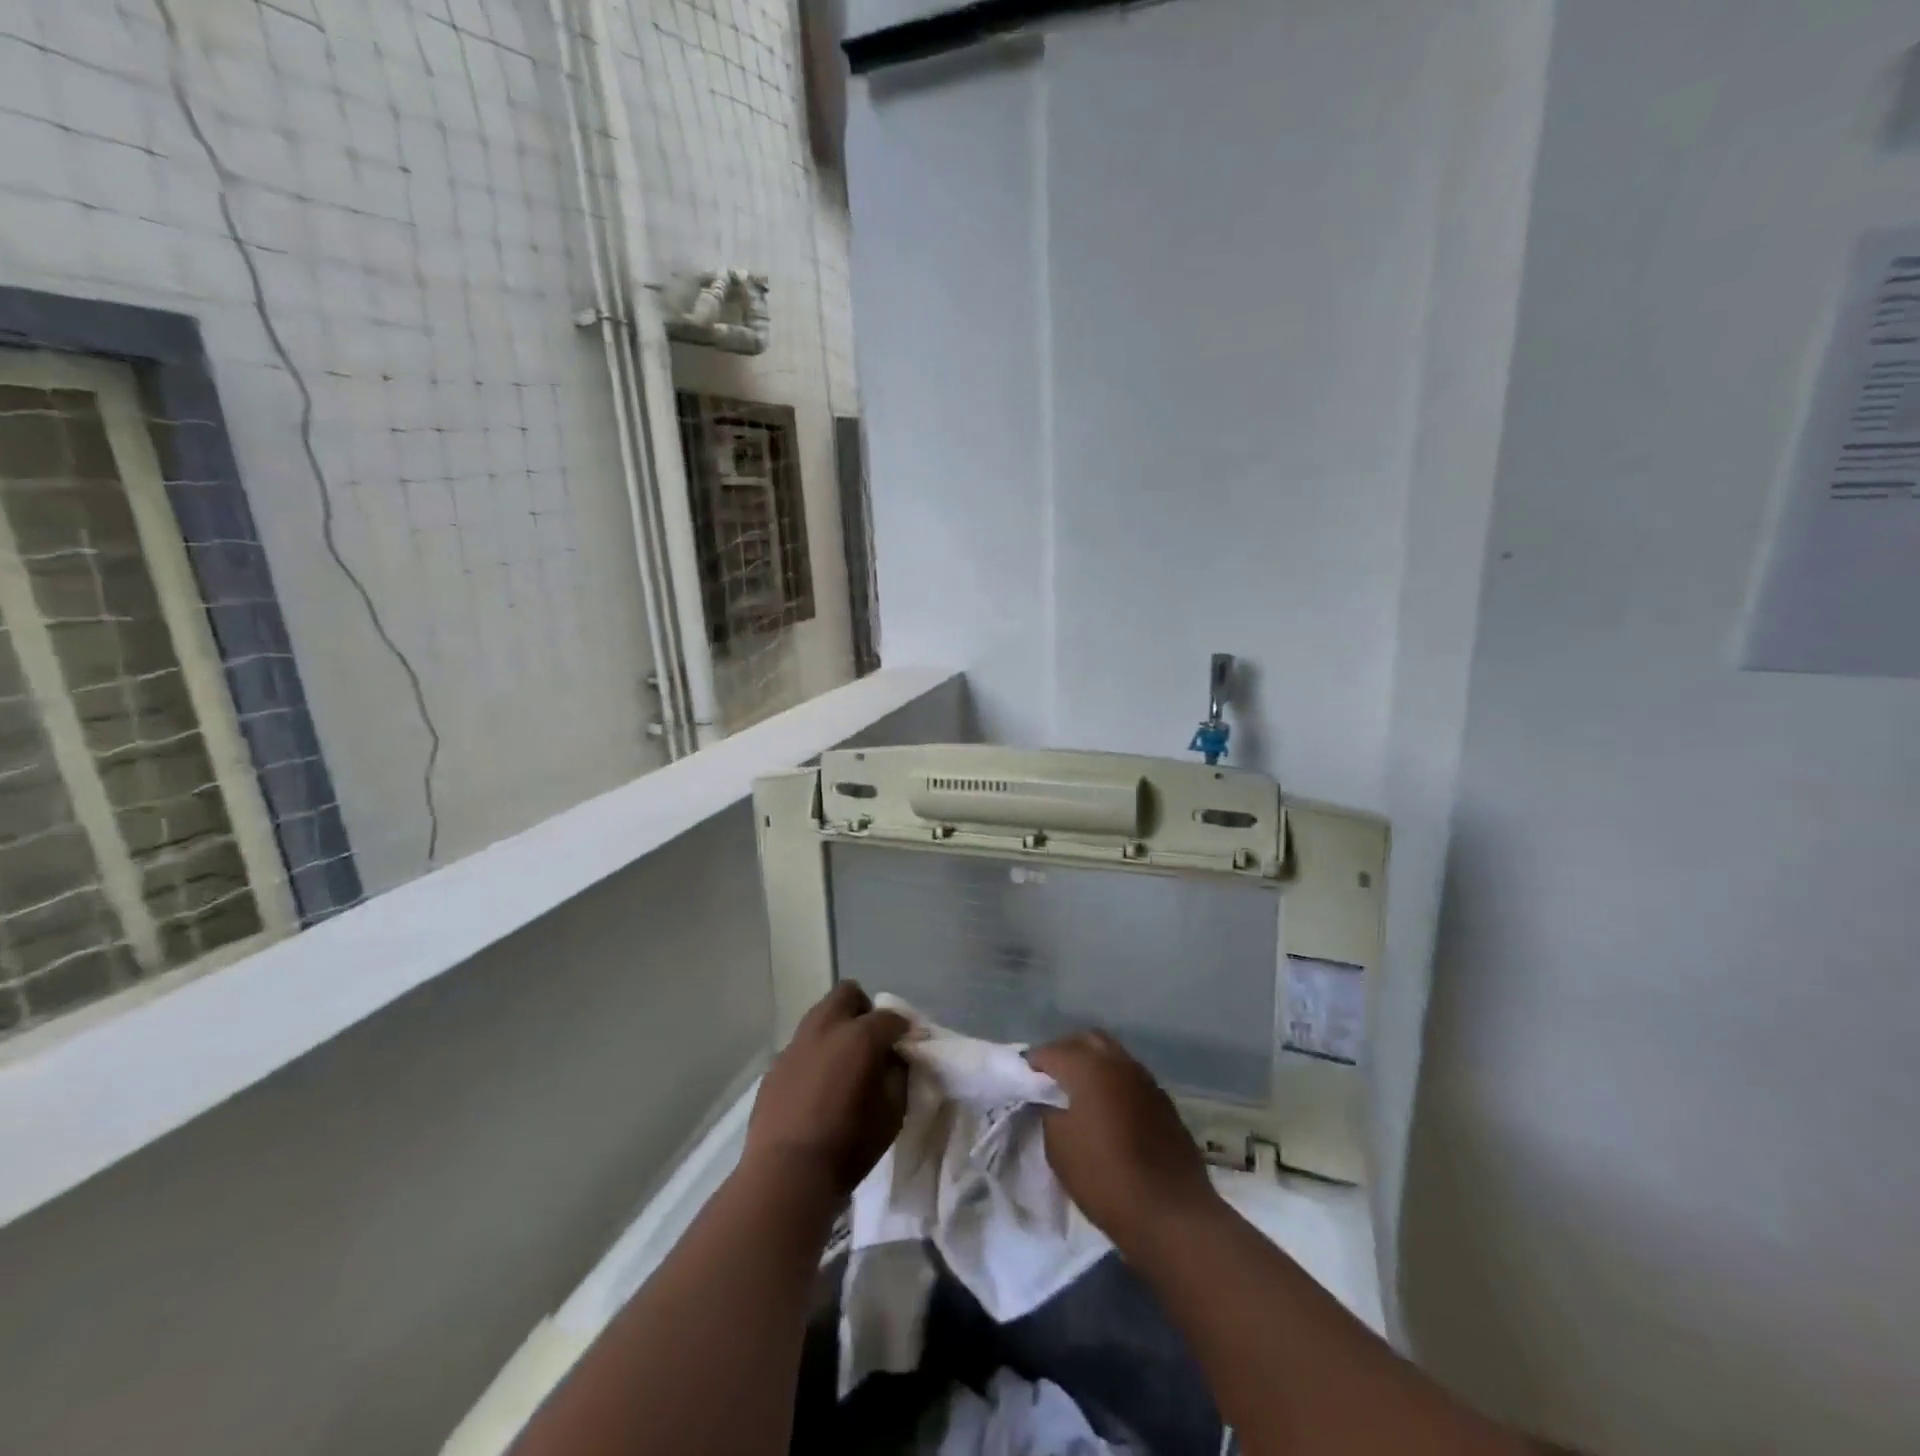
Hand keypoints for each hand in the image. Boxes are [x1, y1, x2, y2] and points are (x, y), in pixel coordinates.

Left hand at [744, 982, 909, 1202]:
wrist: (786, 1174)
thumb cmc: (849, 1144)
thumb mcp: (893, 1112)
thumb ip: (898, 1074)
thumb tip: (893, 1058)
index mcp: (860, 1035)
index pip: (891, 1017)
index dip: (903, 1029)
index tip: (906, 1046)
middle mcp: (826, 1028)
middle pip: (848, 993)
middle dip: (863, 1010)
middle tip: (871, 1041)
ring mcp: (796, 1044)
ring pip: (820, 1015)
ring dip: (836, 1029)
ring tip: (842, 1063)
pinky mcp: (775, 1065)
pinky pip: (801, 1047)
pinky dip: (814, 1055)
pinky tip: (816, 1086)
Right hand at [1026, 1030, 1220, 1256]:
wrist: (1171, 1213)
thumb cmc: (1105, 1177)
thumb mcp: (1058, 1147)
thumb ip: (1046, 1111)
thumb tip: (1047, 1098)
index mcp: (1089, 1067)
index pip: (1051, 1051)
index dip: (1032, 1064)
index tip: (1022, 1081)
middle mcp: (1118, 1062)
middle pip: (1086, 1040)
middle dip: (1065, 1053)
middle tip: (1050, 1079)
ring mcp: (1145, 1079)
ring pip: (1112, 1055)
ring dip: (1092, 1065)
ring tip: (1078, 1094)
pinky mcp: (1162, 1101)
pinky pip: (1129, 1077)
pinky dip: (1113, 1083)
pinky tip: (1107, 1110)